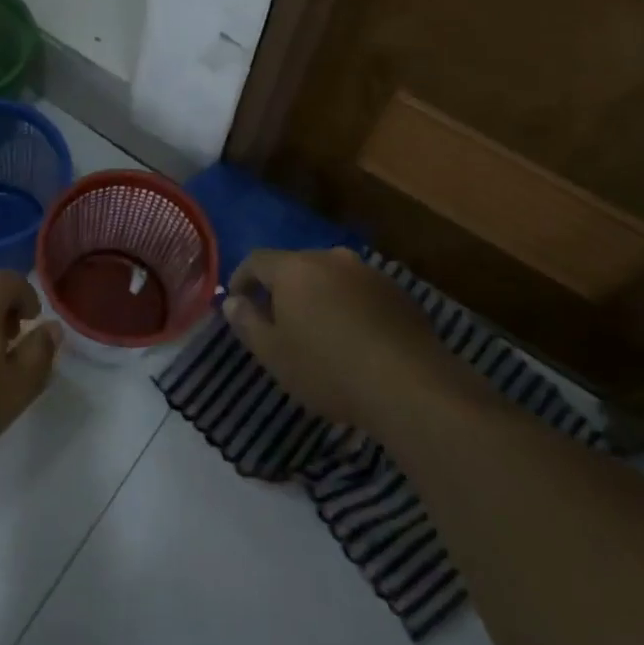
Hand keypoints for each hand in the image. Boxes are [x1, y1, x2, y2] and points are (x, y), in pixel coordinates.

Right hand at [221, 247, 446, 427]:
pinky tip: (352, 338)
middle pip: (295, 265)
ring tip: (316, 330)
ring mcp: (368, 273)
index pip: (256, 260)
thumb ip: (246, 322)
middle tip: (276, 320)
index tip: (236, 301)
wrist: (411, 386)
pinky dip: (347, 307)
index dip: (241, 278)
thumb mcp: (273, 354)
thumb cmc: (328, 369)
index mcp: (294, 268)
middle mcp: (330, 259)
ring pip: (330, 277)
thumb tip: (232, 301)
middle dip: (281, 288)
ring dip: (317, 296)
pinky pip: (359, 292)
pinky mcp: (398, 293)